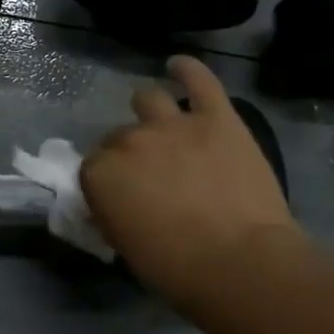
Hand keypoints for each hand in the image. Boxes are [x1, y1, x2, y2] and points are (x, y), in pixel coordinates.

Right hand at [81, 56, 300, 303]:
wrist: (241, 262)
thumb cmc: (177, 268)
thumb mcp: (126, 248)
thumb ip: (112, 214)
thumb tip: (113, 203)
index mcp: (101, 173)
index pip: (92, 167)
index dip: (107, 182)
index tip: (121, 198)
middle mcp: (130, 140)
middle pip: (119, 136)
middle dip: (129, 153)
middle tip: (150, 176)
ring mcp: (174, 124)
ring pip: (149, 100)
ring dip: (149, 111)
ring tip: (160, 123)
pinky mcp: (216, 118)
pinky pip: (200, 80)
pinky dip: (188, 69)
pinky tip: (179, 65)